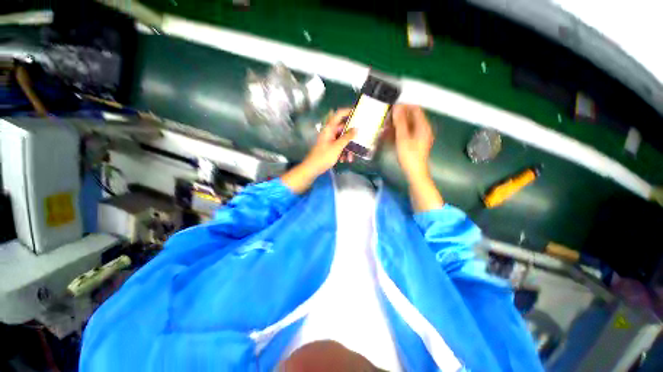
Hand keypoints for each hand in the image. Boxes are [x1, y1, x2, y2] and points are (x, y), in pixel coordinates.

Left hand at [281, 109, 355, 192]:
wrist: (312, 168)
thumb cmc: (324, 156)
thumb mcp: (337, 147)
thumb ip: (347, 137)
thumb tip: (356, 128)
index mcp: (329, 128)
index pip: (339, 114)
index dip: (348, 111)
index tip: (358, 112)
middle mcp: (329, 132)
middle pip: (343, 129)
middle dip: (351, 136)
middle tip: (361, 138)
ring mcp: (329, 140)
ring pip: (342, 140)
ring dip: (348, 148)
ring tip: (351, 157)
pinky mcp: (330, 148)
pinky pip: (339, 146)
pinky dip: (343, 152)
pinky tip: (345, 160)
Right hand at [392, 104, 442, 210]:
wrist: (414, 172)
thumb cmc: (409, 155)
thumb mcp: (403, 138)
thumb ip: (400, 122)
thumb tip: (396, 107)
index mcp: (423, 126)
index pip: (415, 109)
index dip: (403, 107)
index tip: (391, 108)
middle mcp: (423, 129)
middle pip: (411, 117)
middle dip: (398, 117)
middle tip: (386, 119)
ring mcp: (419, 136)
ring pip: (407, 125)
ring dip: (396, 125)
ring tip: (385, 128)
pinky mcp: (415, 142)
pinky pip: (406, 133)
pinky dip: (398, 132)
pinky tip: (389, 135)